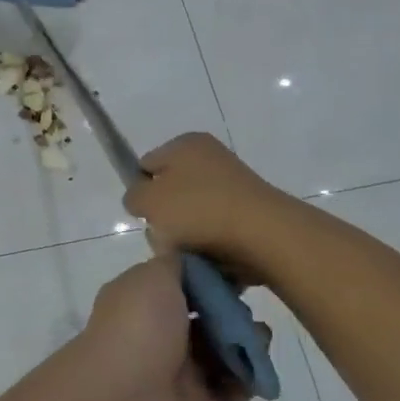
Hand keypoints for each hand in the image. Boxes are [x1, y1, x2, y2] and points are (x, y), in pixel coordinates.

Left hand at [59, 254, 250, 400]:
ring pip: (222, 351)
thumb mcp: (152, 276)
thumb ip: (176, 265)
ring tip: (260, 333)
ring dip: (245, 340)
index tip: (239, 267)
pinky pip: (234, 387)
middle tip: (249, 304)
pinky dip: (251, 375)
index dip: (209, 277)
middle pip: (205, 317)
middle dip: (231, 309)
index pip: (179, 284)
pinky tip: (260, 360)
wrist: (126, 399)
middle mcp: (158, 334)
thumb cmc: (137, 326)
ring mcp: (179, 372)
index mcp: (140, 302)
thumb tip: (194, 263)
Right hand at [123, 132, 300, 280]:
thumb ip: (134, 196)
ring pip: (192, 214)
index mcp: (185, 144)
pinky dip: (210, 244)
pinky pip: (216, 229)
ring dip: (185, 235)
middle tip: (167, 236)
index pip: (146, 165)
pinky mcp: (250, 212)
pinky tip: (211, 257)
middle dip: (164, 217)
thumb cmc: (199, 210)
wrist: (265, 235)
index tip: (146, 214)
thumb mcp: (148, 201)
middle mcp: (211, 157)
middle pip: (170, 191)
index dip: (141, 191)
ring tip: (190, 251)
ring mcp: (234, 185)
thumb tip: (142, 199)